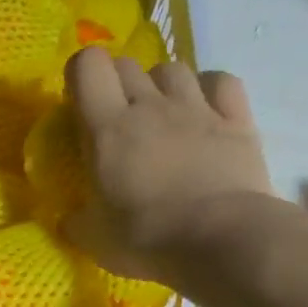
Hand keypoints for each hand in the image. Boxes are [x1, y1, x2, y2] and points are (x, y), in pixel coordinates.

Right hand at [65, 47, 272, 279]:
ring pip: (172, 69)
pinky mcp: (237, 121)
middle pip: (127, 65)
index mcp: (107, 129)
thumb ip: (77, 221)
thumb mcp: (94, 239)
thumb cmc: (147, 239)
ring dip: (159, 85)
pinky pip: (220, 82)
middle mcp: (150, 106)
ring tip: (159, 114)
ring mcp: (197, 109)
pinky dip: (208, 88)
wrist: (223, 241)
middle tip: (115, 117)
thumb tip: (70, 219)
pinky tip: (203, 109)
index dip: (80, 73)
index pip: (88, 66)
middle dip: (115, 83)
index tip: (78, 102)